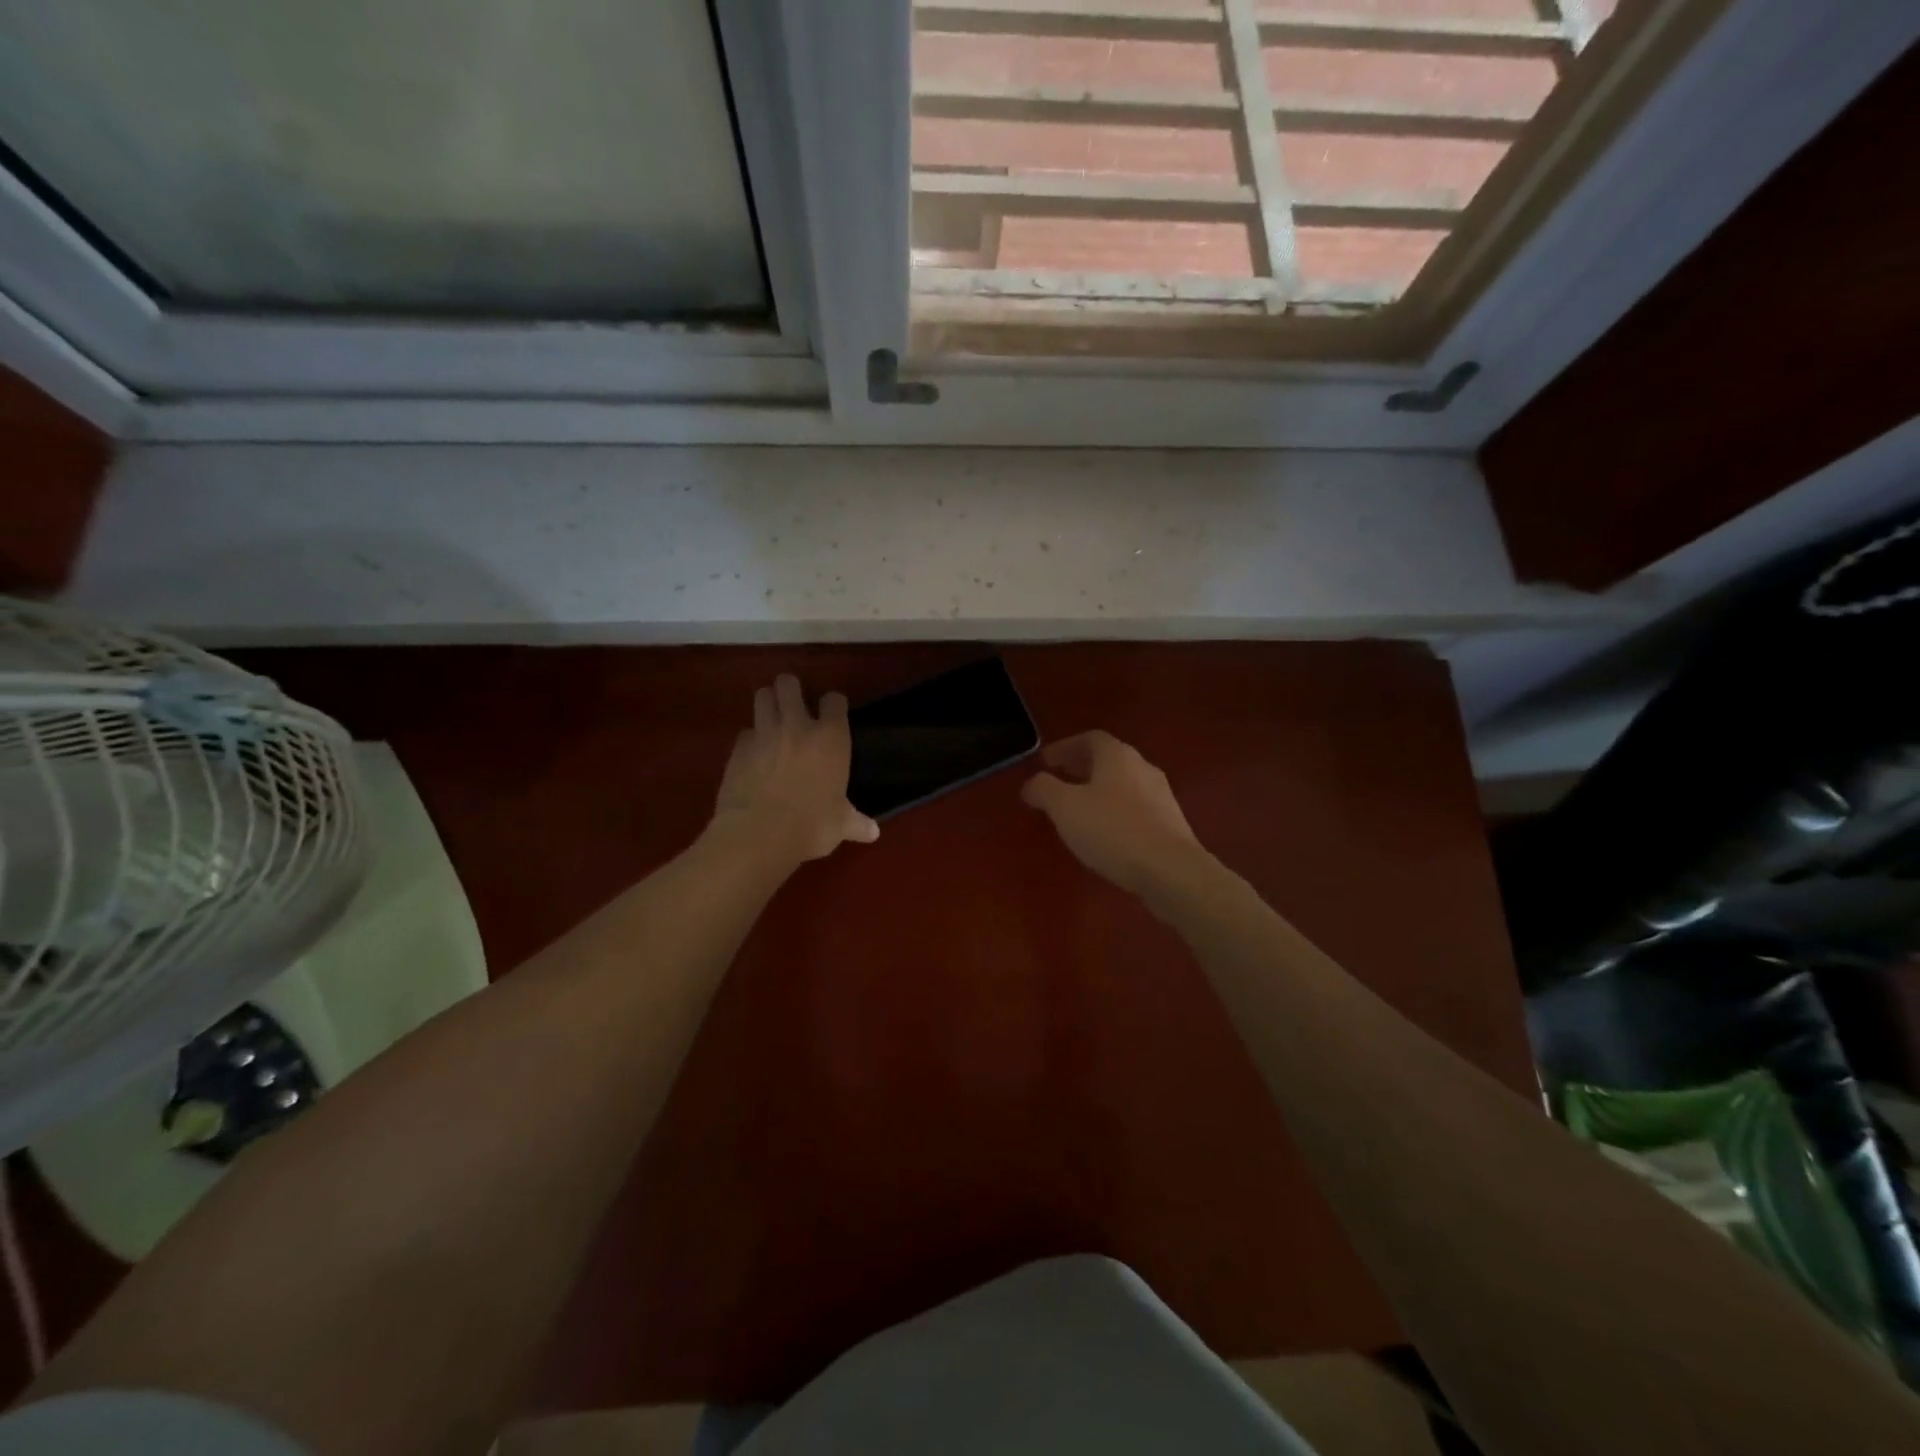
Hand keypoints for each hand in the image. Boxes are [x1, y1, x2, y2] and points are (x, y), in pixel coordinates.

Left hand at [712, 674, 879, 863]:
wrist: (760, 834)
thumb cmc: (812, 825)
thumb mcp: (840, 825)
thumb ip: (855, 822)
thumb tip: (873, 833)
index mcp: (830, 737)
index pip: (834, 700)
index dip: (833, 704)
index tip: (833, 712)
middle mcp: (797, 726)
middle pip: (789, 684)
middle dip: (790, 689)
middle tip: (794, 704)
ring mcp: (764, 733)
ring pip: (762, 696)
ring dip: (767, 702)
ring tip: (772, 717)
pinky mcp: (738, 748)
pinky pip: (745, 732)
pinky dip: (750, 738)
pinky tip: (754, 753)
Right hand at [1020, 731, 1205, 895]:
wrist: (1171, 870)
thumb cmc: (1113, 830)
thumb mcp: (1065, 808)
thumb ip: (1044, 790)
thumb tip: (1031, 784)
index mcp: (1117, 755)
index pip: (1089, 738)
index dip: (1064, 747)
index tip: (1045, 761)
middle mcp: (1142, 767)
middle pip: (1108, 759)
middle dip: (1080, 768)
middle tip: (1058, 781)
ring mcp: (1161, 795)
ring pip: (1122, 784)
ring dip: (1098, 790)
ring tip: (1078, 810)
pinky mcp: (1170, 823)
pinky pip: (1135, 807)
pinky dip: (1114, 811)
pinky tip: (1104, 833)